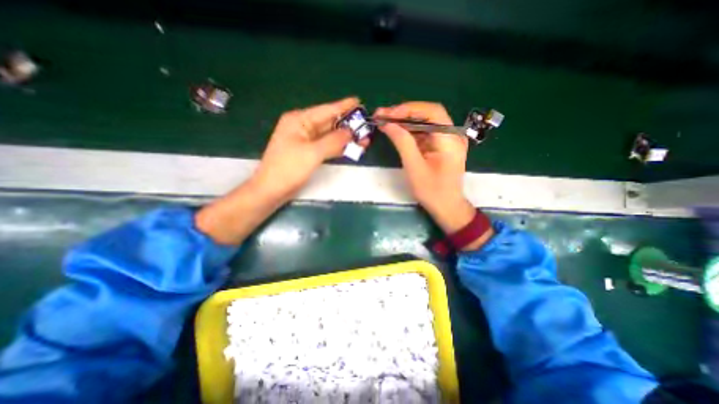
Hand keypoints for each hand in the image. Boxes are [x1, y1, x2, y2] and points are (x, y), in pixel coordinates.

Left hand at [252, 95, 361, 200]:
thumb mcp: (312, 153)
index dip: (344, 106)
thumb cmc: (288, 169)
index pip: (326, 110)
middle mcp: (303, 127)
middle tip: (366, 126)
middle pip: (329, 123)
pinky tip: (351, 148)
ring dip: (345, 138)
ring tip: (364, 139)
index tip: (359, 102)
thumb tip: (351, 132)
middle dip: (348, 125)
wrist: (272, 190)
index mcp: (299, 120)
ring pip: (329, 136)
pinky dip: (338, 147)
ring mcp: (305, 141)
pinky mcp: (308, 153)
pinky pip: (326, 146)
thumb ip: (333, 141)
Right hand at [374, 102, 479, 234]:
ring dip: (404, 121)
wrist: (446, 207)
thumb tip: (387, 124)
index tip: (388, 114)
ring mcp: (447, 139)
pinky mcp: (440, 145)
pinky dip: (409, 131)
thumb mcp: (414, 167)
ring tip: (384, 121)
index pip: (432, 112)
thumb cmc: (432, 191)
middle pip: (427, 115)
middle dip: (403, 113)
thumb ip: (402, 142)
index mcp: (450, 139)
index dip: (408, 109)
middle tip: (382, 115)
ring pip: (424, 122)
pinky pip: (424, 133)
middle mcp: (452, 134)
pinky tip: (395, 131)